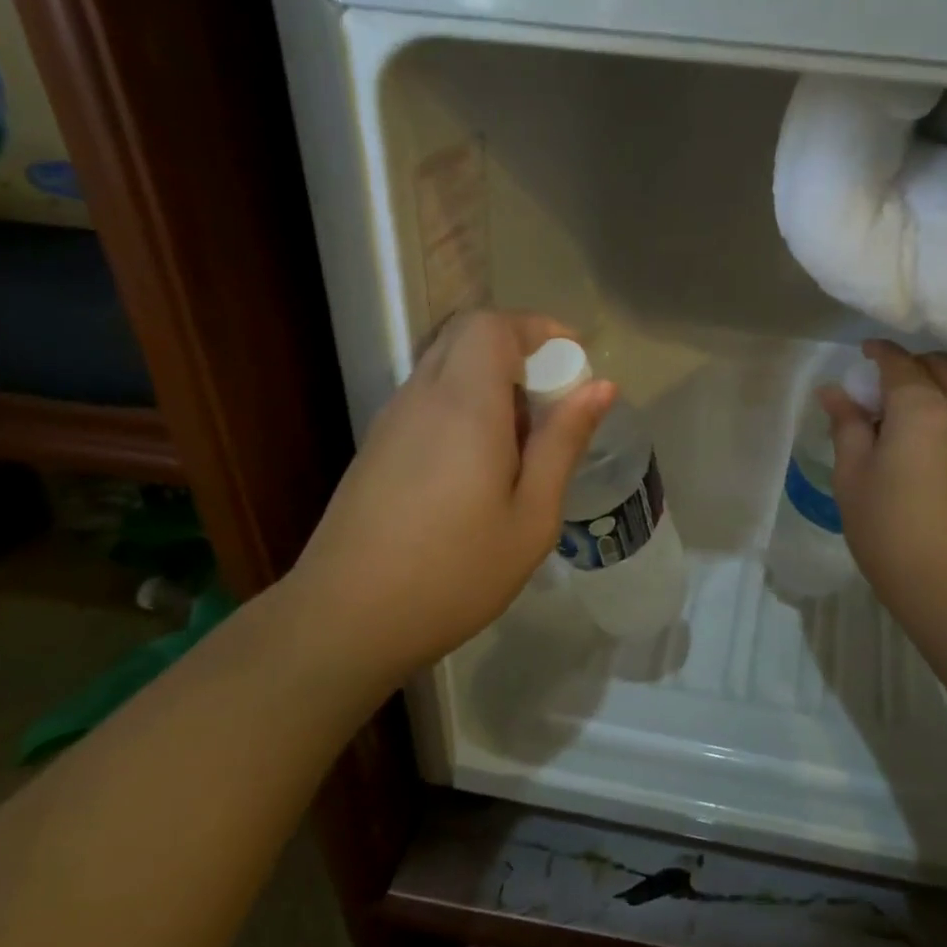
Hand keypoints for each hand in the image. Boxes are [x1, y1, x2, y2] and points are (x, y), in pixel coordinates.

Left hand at [282, 310, 613, 679]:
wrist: (346, 620)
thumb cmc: (455, 573)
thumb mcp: (531, 516)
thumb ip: (563, 443)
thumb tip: (601, 387)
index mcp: (464, 405)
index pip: (492, 326)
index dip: (537, 328)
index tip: (575, 359)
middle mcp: (421, 397)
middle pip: (465, 336)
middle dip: (517, 350)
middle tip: (554, 399)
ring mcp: (391, 421)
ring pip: (444, 366)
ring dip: (490, 380)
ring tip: (523, 441)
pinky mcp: (376, 447)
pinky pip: (427, 398)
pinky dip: (463, 404)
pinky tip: (480, 466)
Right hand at [819, 341, 946, 630]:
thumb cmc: (890, 529)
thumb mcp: (853, 476)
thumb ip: (847, 426)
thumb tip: (834, 392)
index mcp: (921, 407)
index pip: (900, 362)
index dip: (879, 353)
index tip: (861, 354)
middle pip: (941, 366)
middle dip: (911, 364)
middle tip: (880, 385)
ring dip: (933, 387)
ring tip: (901, 416)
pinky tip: (924, 444)